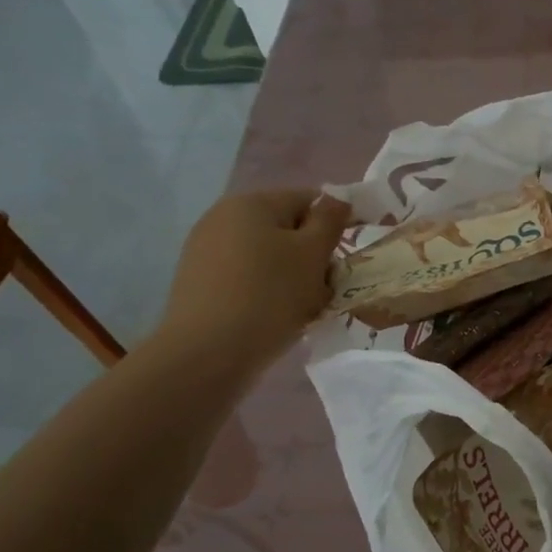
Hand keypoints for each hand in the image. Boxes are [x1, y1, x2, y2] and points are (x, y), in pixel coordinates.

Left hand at [158, 189, 351, 369]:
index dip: (337, 223)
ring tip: (305, 308)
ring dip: (294, 277)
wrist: (208, 353)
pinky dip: (269, 291)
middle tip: (328, 288)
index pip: (309, 200)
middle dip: (314, 255)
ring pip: (270, 256)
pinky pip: (249, 278)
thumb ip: (330, 220)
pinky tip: (276, 317)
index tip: (352, 255)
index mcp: (252, 203)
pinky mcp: (200, 282)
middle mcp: (223, 218)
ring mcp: (206, 250)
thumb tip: (337, 198)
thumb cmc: (270, 295)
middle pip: (288, 229)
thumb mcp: (312, 254)